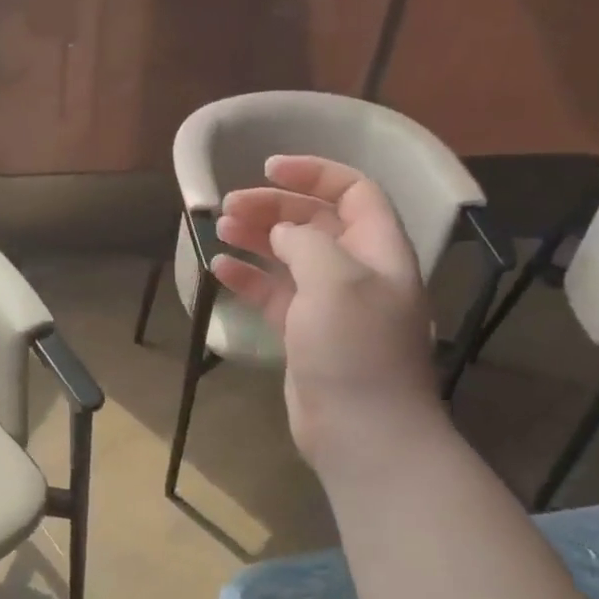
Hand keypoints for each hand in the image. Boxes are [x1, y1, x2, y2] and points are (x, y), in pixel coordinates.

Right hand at [211, 155, 442, 471]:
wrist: (361, 431)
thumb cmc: (355, 349)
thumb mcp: (335, 281)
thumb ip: (307, 242)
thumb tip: (284, 233)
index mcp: (379, 251)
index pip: (354, 192)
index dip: (314, 173)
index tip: (269, 168)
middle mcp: (357, 271)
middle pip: (315, 222)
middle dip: (273, 207)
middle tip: (229, 206)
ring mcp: (329, 304)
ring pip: (290, 256)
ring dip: (257, 237)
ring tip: (219, 227)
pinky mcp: (304, 332)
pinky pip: (274, 293)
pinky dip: (248, 277)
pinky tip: (219, 268)